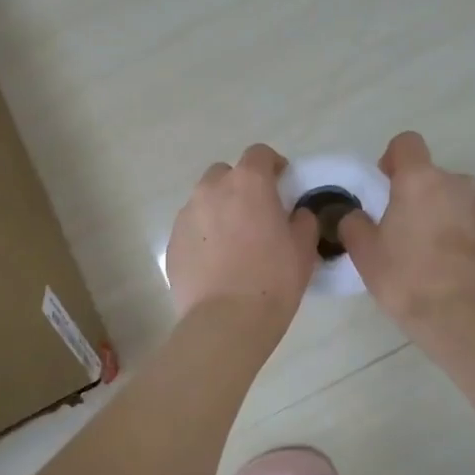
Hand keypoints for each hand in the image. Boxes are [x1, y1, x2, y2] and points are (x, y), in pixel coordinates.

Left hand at [165, 144, 318, 329]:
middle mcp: (212, 190)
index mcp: (248, 183)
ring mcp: (186, 215)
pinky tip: (216, 262)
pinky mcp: (172, 242)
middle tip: (256, 213)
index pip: (259, 154)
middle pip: (225, 173)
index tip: (282, 183)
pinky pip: (191, 227)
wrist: (226, 321)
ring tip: (234, 241)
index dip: (272, 165)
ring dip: (220, 209)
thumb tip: (296, 213)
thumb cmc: (273, 280)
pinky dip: (204, 235)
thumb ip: (302, 220)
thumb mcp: (303, 248)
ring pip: (205, 200)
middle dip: (240, 186)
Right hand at [338, 132, 474, 333]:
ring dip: (443, 216)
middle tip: (404, 232)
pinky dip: (465, 238)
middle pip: (433, 177)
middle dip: (418, 196)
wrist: (464, 318)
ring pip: (457, 202)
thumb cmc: (407, 279)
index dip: (394, 158)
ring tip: (432, 255)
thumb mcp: (365, 253)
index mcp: (421, 181)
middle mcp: (458, 184)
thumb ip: (355, 224)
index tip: (386, 184)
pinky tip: (454, 270)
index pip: (407, 143)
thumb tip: (357, 216)